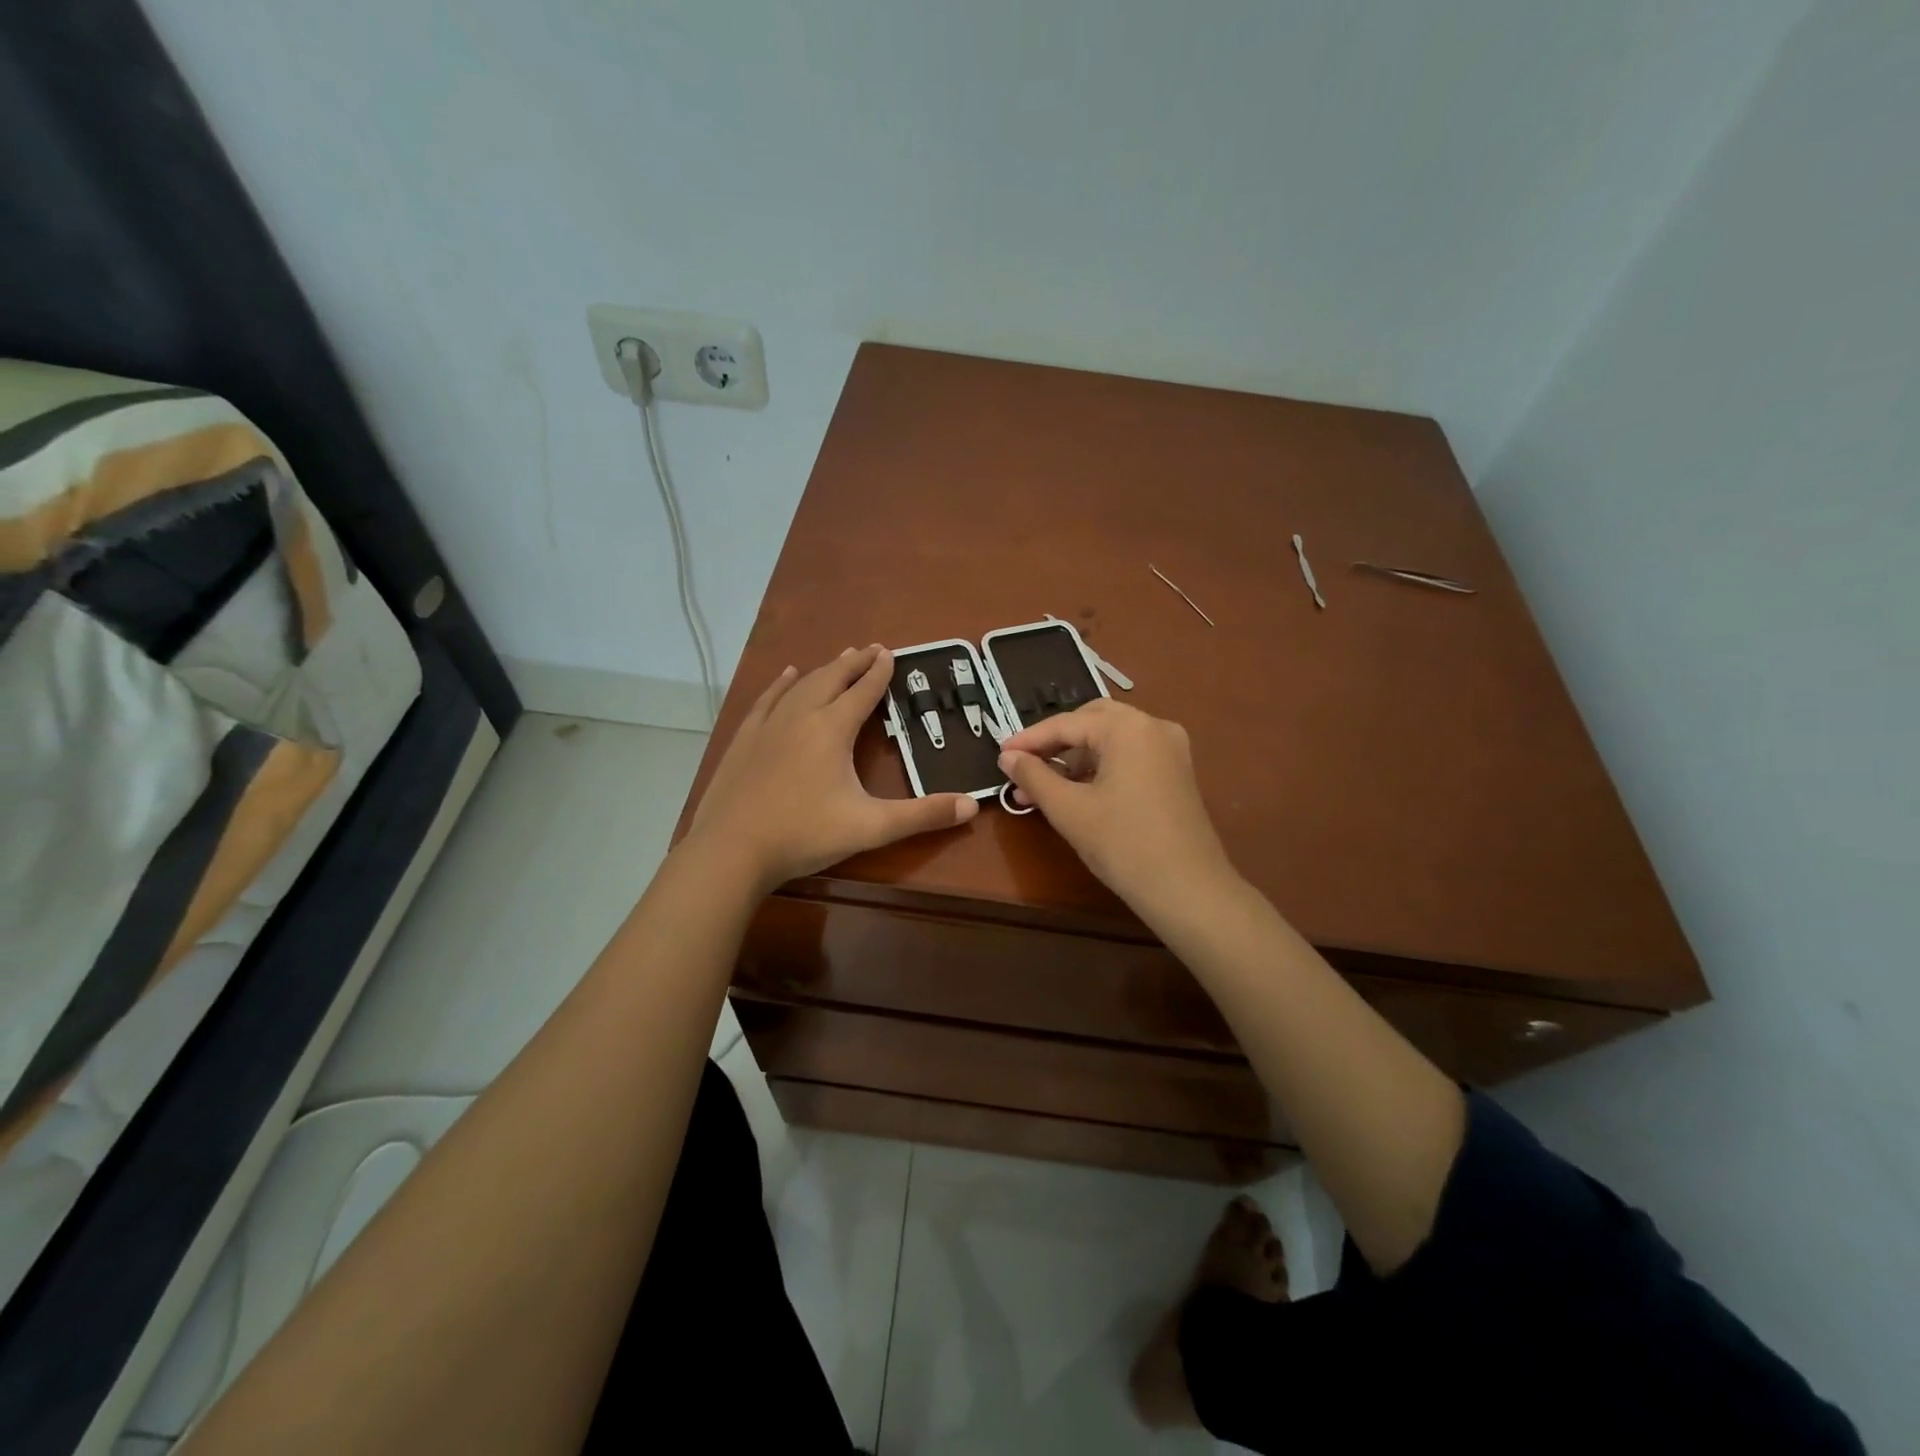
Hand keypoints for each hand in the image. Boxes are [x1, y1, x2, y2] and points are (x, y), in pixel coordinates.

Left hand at [688, 645, 978, 891]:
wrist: (731, 850)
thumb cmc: (804, 834)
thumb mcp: (871, 827)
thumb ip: (922, 815)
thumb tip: (972, 805)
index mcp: (832, 729)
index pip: (862, 692)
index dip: (879, 672)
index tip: (890, 653)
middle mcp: (801, 716)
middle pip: (832, 678)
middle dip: (854, 663)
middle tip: (871, 648)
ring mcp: (768, 725)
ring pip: (801, 685)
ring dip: (824, 669)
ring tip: (839, 657)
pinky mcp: (744, 739)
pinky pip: (767, 699)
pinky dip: (781, 684)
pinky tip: (786, 675)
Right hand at [998, 699, 1236, 914]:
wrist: (1188, 890)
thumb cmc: (1123, 845)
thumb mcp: (1069, 810)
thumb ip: (1034, 776)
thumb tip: (1007, 757)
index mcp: (1129, 727)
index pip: (1067, 723)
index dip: (1029, 740)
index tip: (999, 755)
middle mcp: (1154, 727)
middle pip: (1092, 721)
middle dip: (1055, 742)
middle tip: (1023, 764)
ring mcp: (1170, 750)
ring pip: (1111, 740)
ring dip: (1075, 758)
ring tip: (1041, 789)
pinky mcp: (1176, 773)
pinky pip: (1129, 756)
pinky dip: (1100, 768)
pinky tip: (1076, 793)